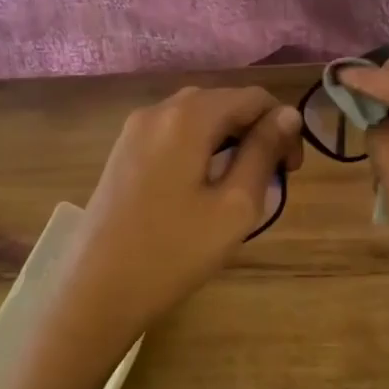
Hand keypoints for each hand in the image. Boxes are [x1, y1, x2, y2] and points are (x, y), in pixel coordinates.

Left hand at [57, 87, 302, 345]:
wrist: (97, 291)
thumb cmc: (175, 251)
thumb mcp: (235, 205)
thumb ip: (263, 152)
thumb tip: (287, 115)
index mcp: (188, 116)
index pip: (252, 97)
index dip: (282, 126)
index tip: (291, 171)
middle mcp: (158, 110)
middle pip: (223, 102)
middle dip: (254, 131)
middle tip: (271, 180)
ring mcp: (134, 130)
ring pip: (197, 118)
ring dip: (228, 140)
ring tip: (240, 185)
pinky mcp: (122, 152)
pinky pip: (173, 134)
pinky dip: (199, 148)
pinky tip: (203, 187)